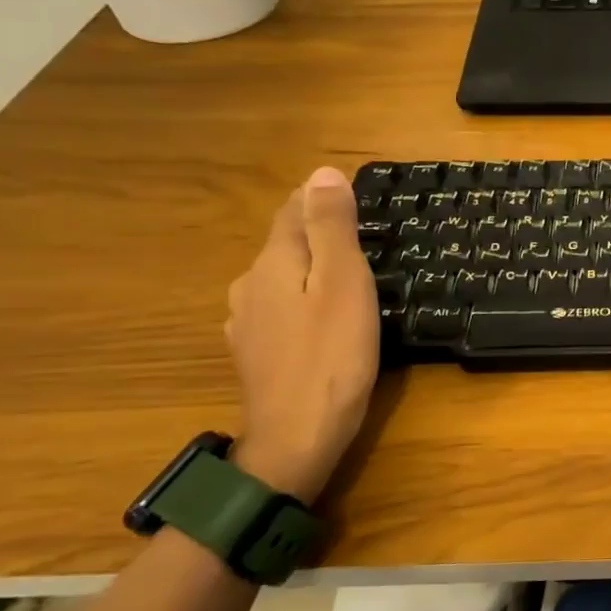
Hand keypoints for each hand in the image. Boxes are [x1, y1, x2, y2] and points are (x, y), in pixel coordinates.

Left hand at [224, 167, 378, 503]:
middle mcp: (251, 285)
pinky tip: (319, 318)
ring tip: (346, 277)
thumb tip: (322, 173)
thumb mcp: (344, 285)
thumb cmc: (332, 356)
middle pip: (284, 244)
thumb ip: (332, 229)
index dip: (321, 199)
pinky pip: (280, 310)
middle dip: (317, 233)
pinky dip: (302, 302)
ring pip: (281, 278)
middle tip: (363, 236)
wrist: (296, 438)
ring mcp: (248, 323)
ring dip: (309, 269)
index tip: (354, 195)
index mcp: (274, 263)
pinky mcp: (256, 353)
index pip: (293, 211)